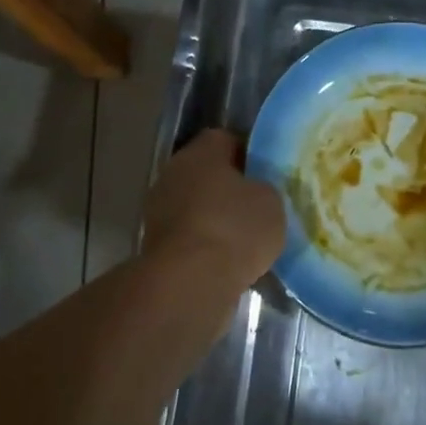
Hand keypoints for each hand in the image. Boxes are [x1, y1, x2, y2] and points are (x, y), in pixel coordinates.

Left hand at [142, 129, 285, 289]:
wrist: (189, 284)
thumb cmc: (234, 229)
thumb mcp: (271, 201)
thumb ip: (264, 189)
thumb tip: (255, 192)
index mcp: (201, 152)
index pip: (225, 140)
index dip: (247, 154)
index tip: (266, 174)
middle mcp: (173, 173)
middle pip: (206, 173)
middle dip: (229, 188)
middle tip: (257, 206)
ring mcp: (158, 211)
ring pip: (195, 206)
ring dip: (214, 219)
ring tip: (245, 240)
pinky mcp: (154, 247)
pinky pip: (188, 237)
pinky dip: (204, 246)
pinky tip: (227, 262)